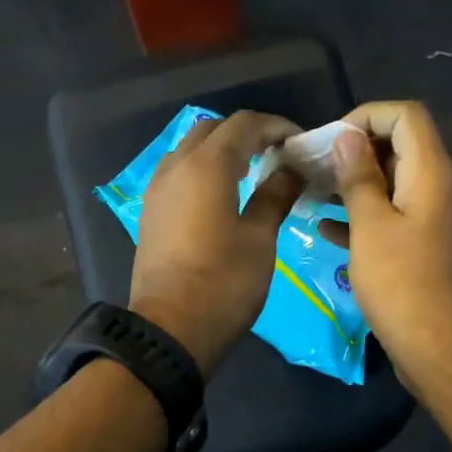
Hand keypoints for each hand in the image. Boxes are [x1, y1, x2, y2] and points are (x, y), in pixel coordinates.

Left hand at [130, 111, 303, 374]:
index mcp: (207, 166)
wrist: (170, 327)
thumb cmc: (223, 283)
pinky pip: (178, 170)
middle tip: (278, 154)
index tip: (300, 143)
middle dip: (247, 133)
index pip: (244, 124)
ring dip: (222, 149)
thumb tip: (293, 170)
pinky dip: (203, 168)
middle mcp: (177, 166)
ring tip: (252, 170)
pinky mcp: (151, 210)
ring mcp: (158, 187)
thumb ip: (275, 196)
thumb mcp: (259, 239)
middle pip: (214, 129)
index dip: (276, 126)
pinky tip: (222, 192)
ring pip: (191, 147)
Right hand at [330, 101, 451, 380]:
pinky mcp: (426, 247)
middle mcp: (441, 188)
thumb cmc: (401, 283)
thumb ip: (359, 177)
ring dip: (356, 183)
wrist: (438, 348)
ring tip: (314, 192)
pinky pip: (394, 216)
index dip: (368, 115)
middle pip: (401, 147)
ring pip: (394, 184)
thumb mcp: (370, 225)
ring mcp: (435, 219)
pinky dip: (364, 215)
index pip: (406, 116)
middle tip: (315, 166)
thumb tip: (348, 138)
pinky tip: (327, 229)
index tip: (332, 140)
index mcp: (432, 174)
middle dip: (356, 150)